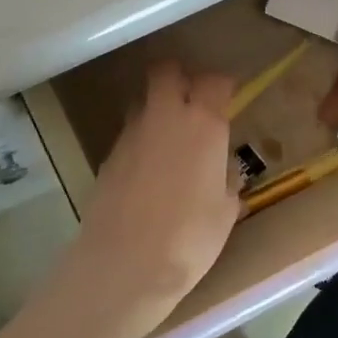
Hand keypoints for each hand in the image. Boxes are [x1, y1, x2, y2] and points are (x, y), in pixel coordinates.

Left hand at [54, 62, 240, 337]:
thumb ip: (227, 180)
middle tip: (193, 102)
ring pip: (143, 101)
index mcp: (202, 124)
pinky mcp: (108, 156)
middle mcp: (164, 117)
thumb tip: (223, 171)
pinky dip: (141, 141)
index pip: (214, 81)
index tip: (229, 98)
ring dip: (157, 109)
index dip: (222, 85)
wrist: (123, 266)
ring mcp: (131, 134)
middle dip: (180, 78)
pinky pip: (129, 134)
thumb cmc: (189, 239)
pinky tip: (149, 172)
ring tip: (170, 139)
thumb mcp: (226, 211)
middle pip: (166, 71)